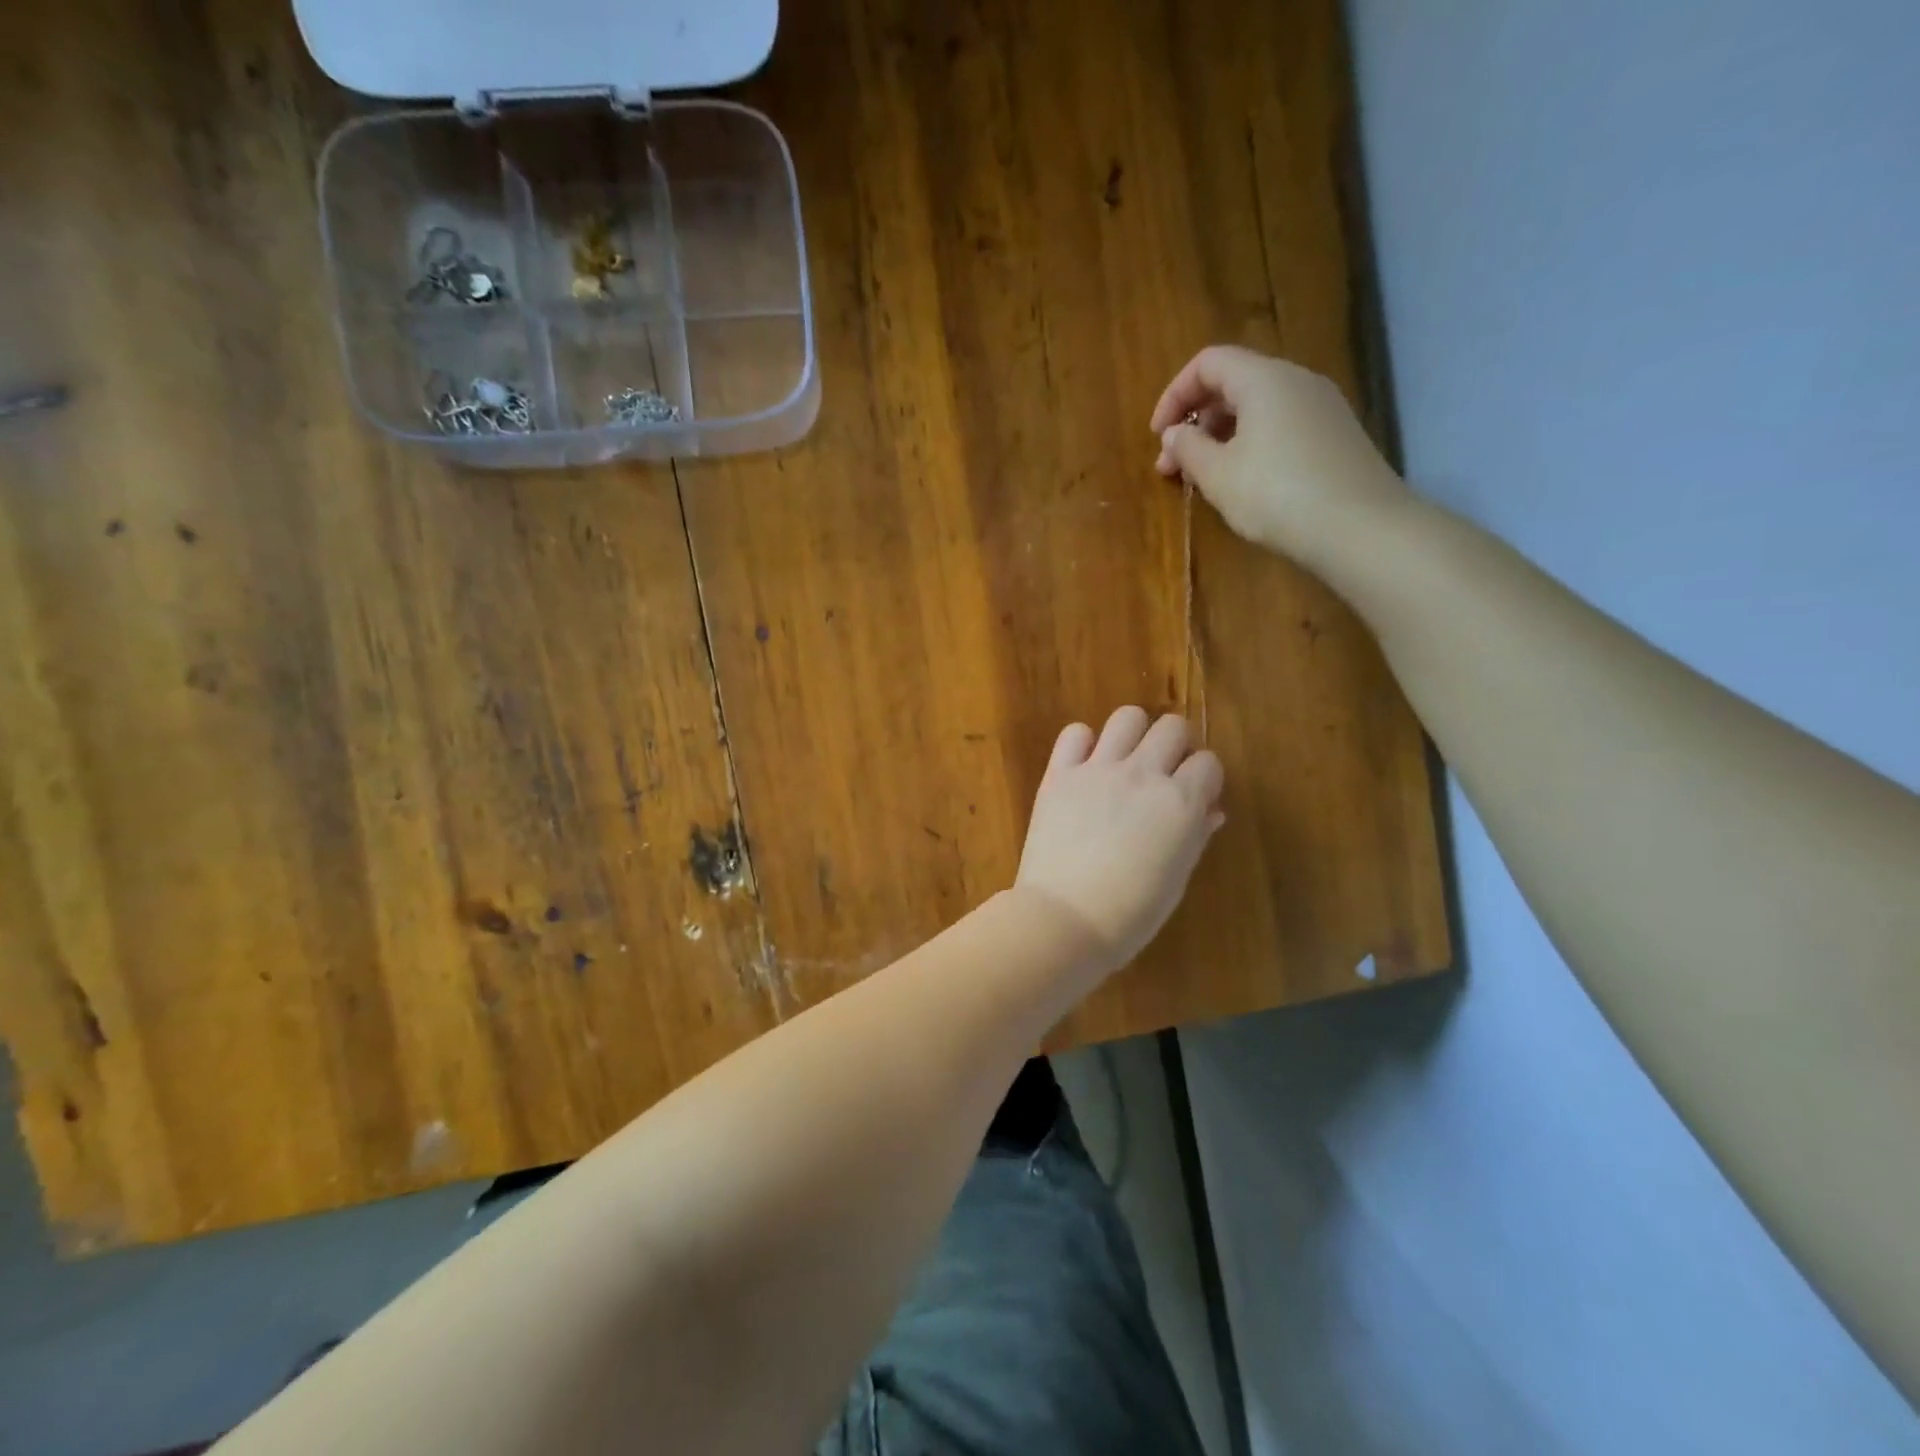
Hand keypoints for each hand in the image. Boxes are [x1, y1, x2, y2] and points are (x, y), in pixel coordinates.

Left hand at [1015, 707, 1224, 969]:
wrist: (1065, 919)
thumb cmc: (1131, 913)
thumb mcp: (1176, 877)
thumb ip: (1195, 835)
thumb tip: (1210, 811)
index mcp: (1181, 801)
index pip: (1208, 763)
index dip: (1204, 779)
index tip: (1195, 796)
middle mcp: (1144, 774)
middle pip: (1172, 727)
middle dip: (1175, 746)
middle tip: (1163, 774)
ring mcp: (1098, 769)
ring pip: (1128, 717)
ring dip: (1134, 733)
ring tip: (1126, 760)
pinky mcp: (1060, 774)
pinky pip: (1075, 733)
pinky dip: (1083, 743)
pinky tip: (1085, 766)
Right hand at [1149, 346, 1409, 566]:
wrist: (1360, 529)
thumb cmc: (1277, 496)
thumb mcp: (1219, 475)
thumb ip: (1188, 449)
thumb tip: (1174, 435)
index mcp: (1264, 379)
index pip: (1208, 363)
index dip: (1174, 395)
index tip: (1157, 437)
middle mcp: (1297, 381)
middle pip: (1233, 383)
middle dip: (1195, 421)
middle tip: (1171, 466)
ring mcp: (1322, 408)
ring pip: (1257, 408)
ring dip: (1220, 437)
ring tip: (1202, 479)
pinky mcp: (1335, 436)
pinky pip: (1280, 426)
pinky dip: (1249, 445)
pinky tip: (1241, 483)